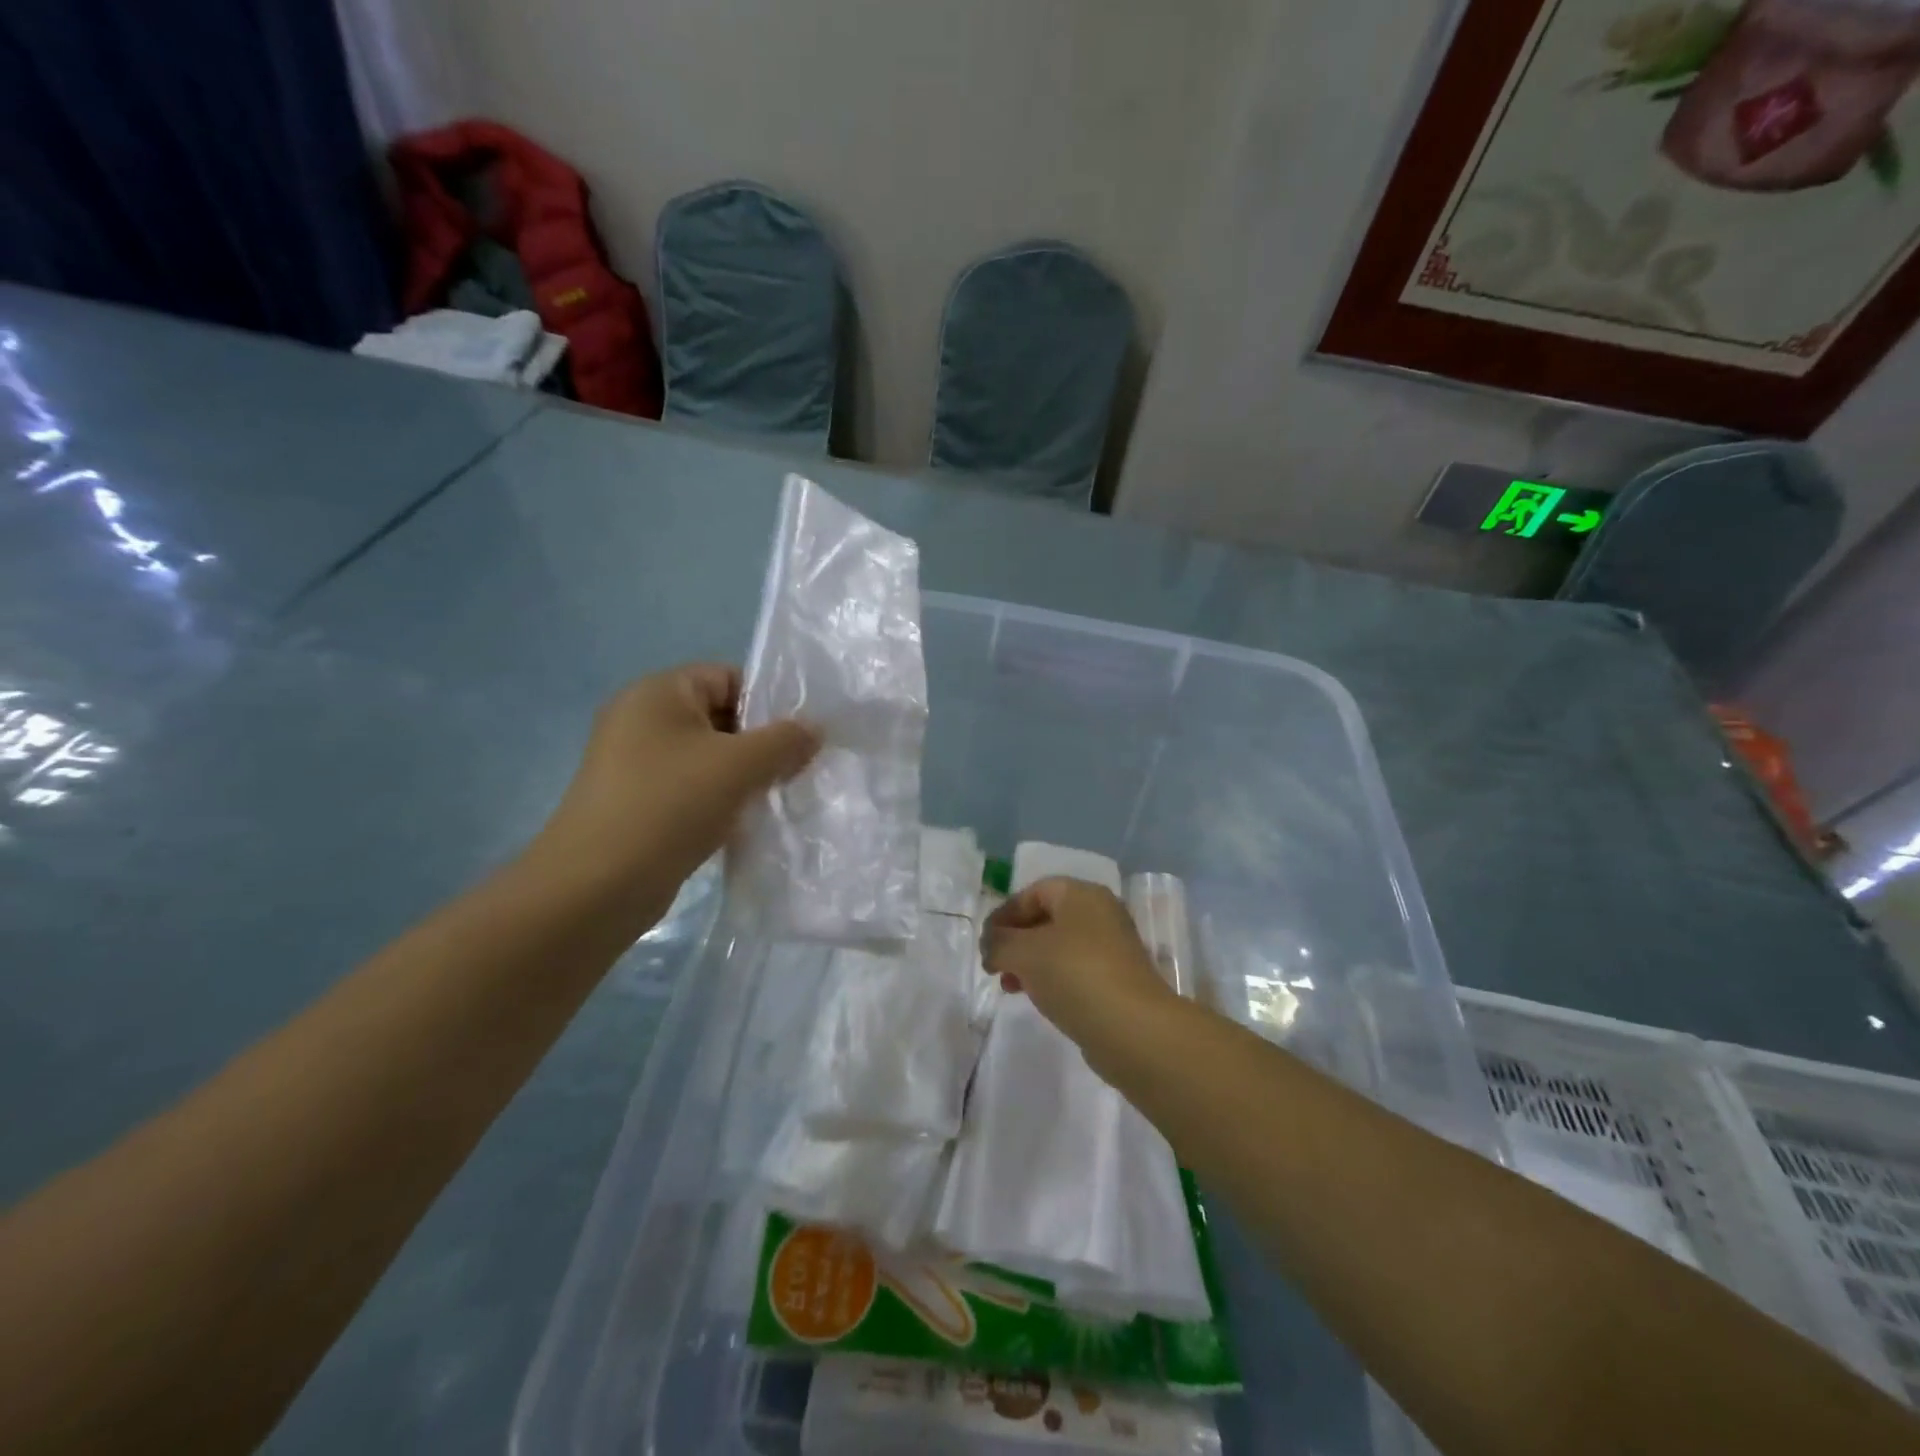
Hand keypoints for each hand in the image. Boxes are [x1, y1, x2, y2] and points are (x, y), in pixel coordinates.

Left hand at [525, 665, 819, 927]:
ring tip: (779, 797)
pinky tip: (748, 823)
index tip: (802, 736)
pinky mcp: (639, 803)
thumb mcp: (739, 765)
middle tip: (798, 769)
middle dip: (762, 743)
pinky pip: (693, 788)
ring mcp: (636, 764)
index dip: (769, 702)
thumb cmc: (669, 806)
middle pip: (721, 717)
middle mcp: (642, 719)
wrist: (596, 887)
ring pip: (710, 757)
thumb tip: (815, 728)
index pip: (728, 677)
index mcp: (658, 692)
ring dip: (746, 776)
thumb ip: (785, 740)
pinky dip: (722, 800)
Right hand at [981, 877, 1176, 1050]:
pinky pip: (1075, 970)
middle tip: (994, 965)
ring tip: (1010, 987)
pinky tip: (1039, 999)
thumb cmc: (1075, 975)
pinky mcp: (1117, 979)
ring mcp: (1113, 947)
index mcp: (1081, 894)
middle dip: (1015, 940)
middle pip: (1047, 918)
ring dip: (1030, 962)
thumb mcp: (1024, 953)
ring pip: (1060, 946)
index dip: (1004, 914)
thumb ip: (999, 943)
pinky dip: (1052, 978)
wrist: (1133, 1028)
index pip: (1033, 892)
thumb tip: (991, 946)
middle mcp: (1101, 913)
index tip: (985, 943)